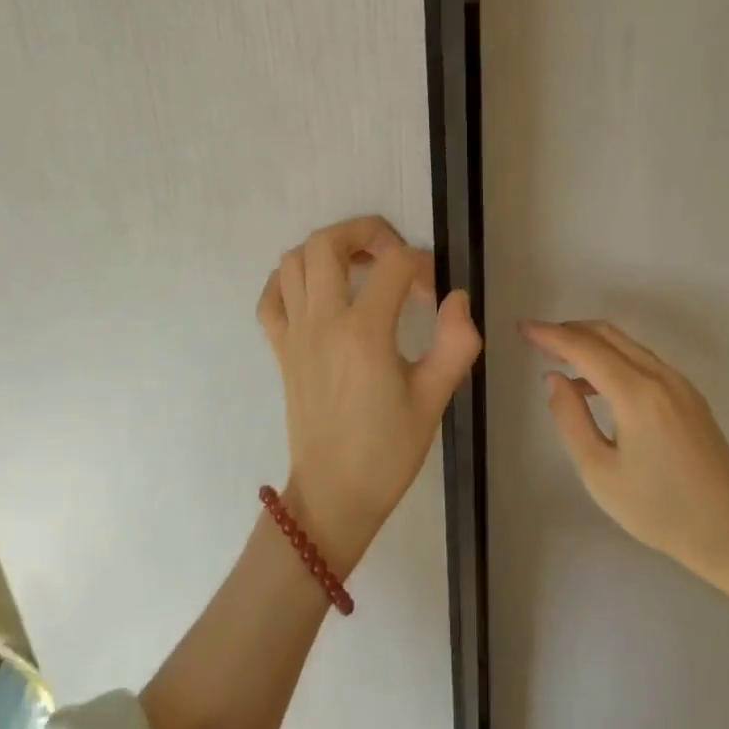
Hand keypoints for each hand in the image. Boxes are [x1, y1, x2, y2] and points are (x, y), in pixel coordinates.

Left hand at [257, 216, 480, 570]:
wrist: (333, 496)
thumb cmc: (388, 451)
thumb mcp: (434, 399)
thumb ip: (456, 343)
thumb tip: (457, 298)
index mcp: (364, 333)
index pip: (392, 264)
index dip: (420, 264)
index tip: (433, 291)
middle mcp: (322, 322)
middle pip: (326, 242)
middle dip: (364, 231)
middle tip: (392, 254)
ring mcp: (294, 334)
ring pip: (293, 261)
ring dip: (327, 251)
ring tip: (359, 269)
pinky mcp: (280, 350)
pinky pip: (271, 298)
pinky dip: (289, 281)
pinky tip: (318, 293)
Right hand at [520, 318, 728, 603]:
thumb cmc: (659, 510)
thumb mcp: (599, 473)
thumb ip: (570, 419)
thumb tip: (554, 378)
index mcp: (637, 394)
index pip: (585, 348)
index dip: (550, 335)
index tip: (522, 328)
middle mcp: (660, 377)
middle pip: (608, 335)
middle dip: (569, 331)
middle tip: (537, 340)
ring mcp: (680, 384)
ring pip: (628, 345)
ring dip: (592, 343)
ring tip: (560, 360)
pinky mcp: (689, 396)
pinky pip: (643, 361)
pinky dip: (614, 359)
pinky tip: (596, 385)